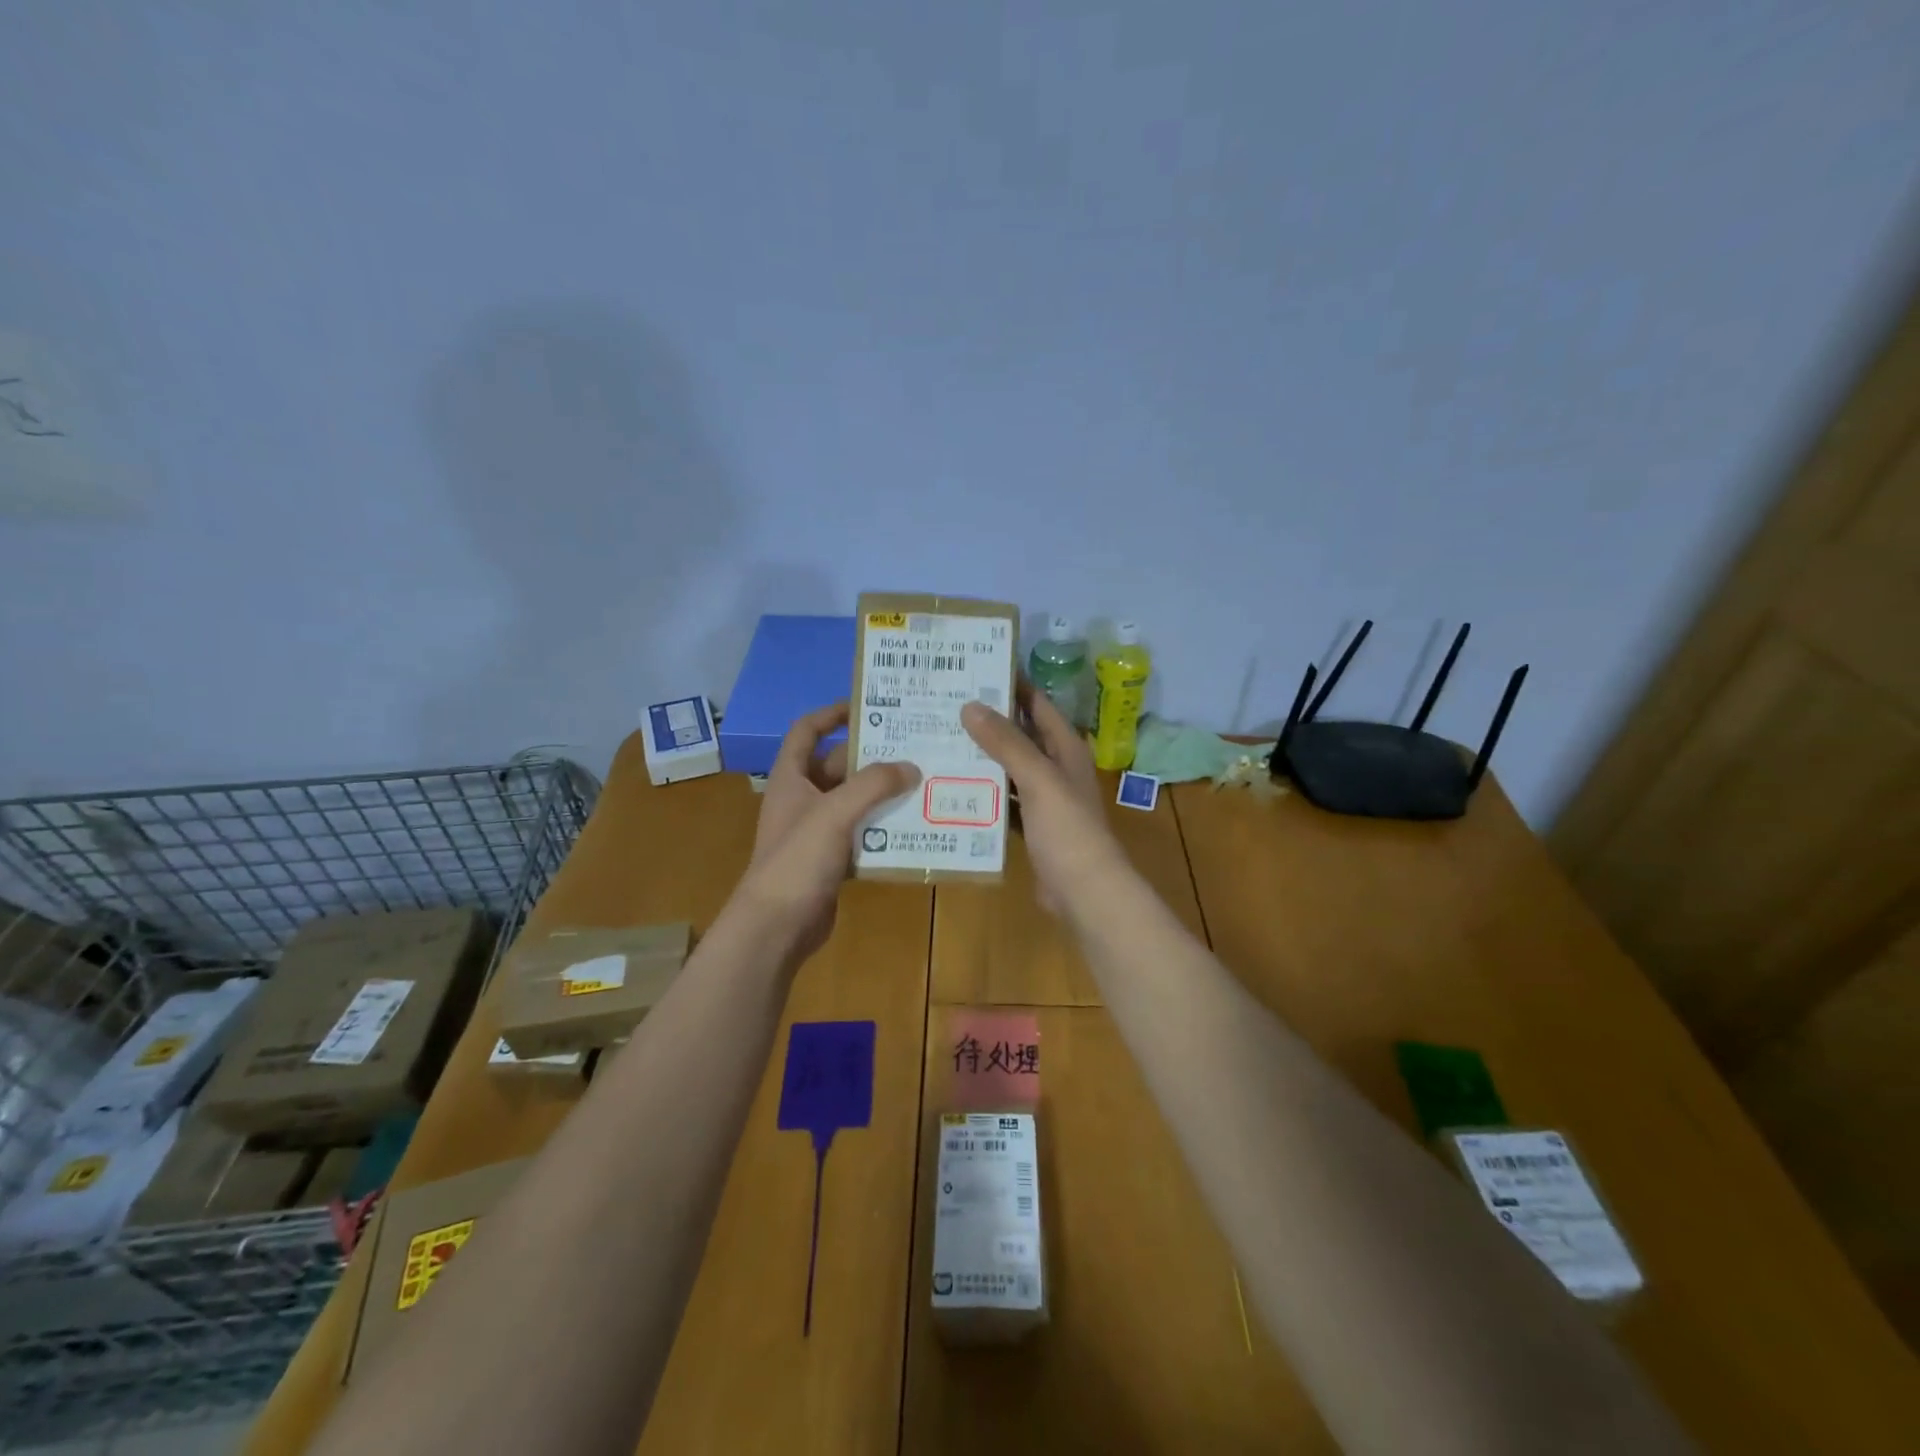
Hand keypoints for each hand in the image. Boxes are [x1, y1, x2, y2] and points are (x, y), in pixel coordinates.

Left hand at [736, 701, 919, 963]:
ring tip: (922, 782)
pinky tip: (913, 826)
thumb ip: (873, 785)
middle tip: (914, 747)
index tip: (866, 707)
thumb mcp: (834, 813)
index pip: (806, 731)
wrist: (776, 927)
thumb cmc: (797, 861)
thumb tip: (911, 767)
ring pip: (853, 801)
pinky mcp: (830, 859)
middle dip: (871, 757)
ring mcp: (815, 831)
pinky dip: (882, 828)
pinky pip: (860, 833)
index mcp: (790, 778)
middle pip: (837, 766)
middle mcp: (801, 799)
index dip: (831, 714)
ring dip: (881, 793)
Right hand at [961, 682, 1125, 914]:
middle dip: (988, 721)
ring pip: (1010, 767)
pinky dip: (985, 792)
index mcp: (1066, 748)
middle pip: (1020, 734)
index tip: (974, 670)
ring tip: (941, 739)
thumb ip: (1006, 742)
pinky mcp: (1033, 824)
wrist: (1084, 890)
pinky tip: (954, 786)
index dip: (1011, 684)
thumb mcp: (1038, 779)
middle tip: (945, 704)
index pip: (1037, 704)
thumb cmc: (1067, 829)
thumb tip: (971, 705)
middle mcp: (1056, 767)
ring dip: (983, 756)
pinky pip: (1005, 799)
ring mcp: (1045, 798)